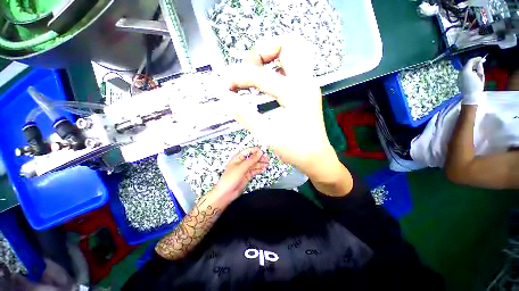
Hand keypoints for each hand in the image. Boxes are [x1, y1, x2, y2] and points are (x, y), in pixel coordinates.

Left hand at [213, 147, 268, 200]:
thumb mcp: (241, 167)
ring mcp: (245, 169)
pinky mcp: (247, 175)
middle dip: (260, 157)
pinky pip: (255, 170)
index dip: (256, 150)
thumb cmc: (230, 178)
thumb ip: (251, 160)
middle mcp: (242, 162)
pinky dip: (259, 169)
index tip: (263, 152)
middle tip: (268, 159)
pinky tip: (264, 169)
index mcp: (238, 157)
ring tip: (268, 164)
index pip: (249, 151)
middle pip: (253, 157)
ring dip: (261, 163)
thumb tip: (260, 152)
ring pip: (255, 164)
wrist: (226, 193)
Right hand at [225, 36, 333, 172]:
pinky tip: (267, 83)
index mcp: (295, 93)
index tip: (225, 85)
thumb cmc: (295, 150)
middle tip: (248, 69)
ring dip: (271, 57)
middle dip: (262, 51)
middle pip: (288, 44)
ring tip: (254, 73)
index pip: (260, 75)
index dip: (238, 77)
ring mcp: (308, 85)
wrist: (316, 158)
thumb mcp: (267, 135)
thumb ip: (245, 114)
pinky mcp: (306, 91)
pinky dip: (277, 67)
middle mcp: (305, 82)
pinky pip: (293, 68)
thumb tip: (225, 97)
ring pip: (293, 53)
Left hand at [458, 57, 485, 104]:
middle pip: (467, 65)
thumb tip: (480, 62)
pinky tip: (473, 74)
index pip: (470, 61)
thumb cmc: (477, 86)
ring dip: (471, 68)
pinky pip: (464, 74)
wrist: (471, 96)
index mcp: (466, 71)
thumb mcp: (480, 76)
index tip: (481, 59)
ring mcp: (459, 77)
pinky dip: (469, 72)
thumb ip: (480, 68)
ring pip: (465, 70)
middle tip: (480, 63)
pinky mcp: (459, 81)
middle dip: (474, 63)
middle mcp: (461, 73)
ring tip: (478, 69)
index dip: (476, 59)